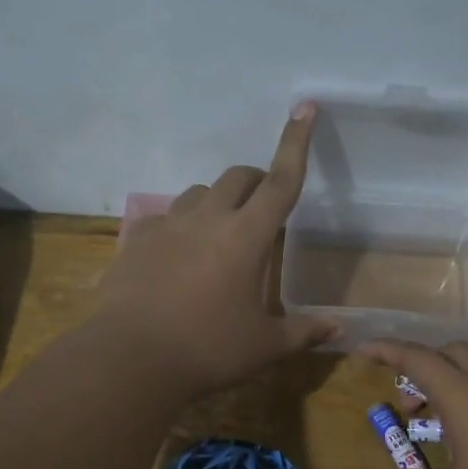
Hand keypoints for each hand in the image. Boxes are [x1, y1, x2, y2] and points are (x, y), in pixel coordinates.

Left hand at [94, 105, 338, 396]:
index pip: (281, 181)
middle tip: (264, 211)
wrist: (130, 360)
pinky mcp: (137, 239)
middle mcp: (208, 218)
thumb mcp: (263, 346)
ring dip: (218, 202)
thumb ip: (302, 332)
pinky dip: (180, 226)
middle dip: (257, 182)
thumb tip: (337, 330)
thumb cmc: (208, 350)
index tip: (304, 108)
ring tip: (220, 237)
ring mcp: (168, 225)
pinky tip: (178, 256)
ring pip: (199, 192)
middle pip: (239, 177)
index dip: (296, 144)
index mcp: (247, 237)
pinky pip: (165, 217)